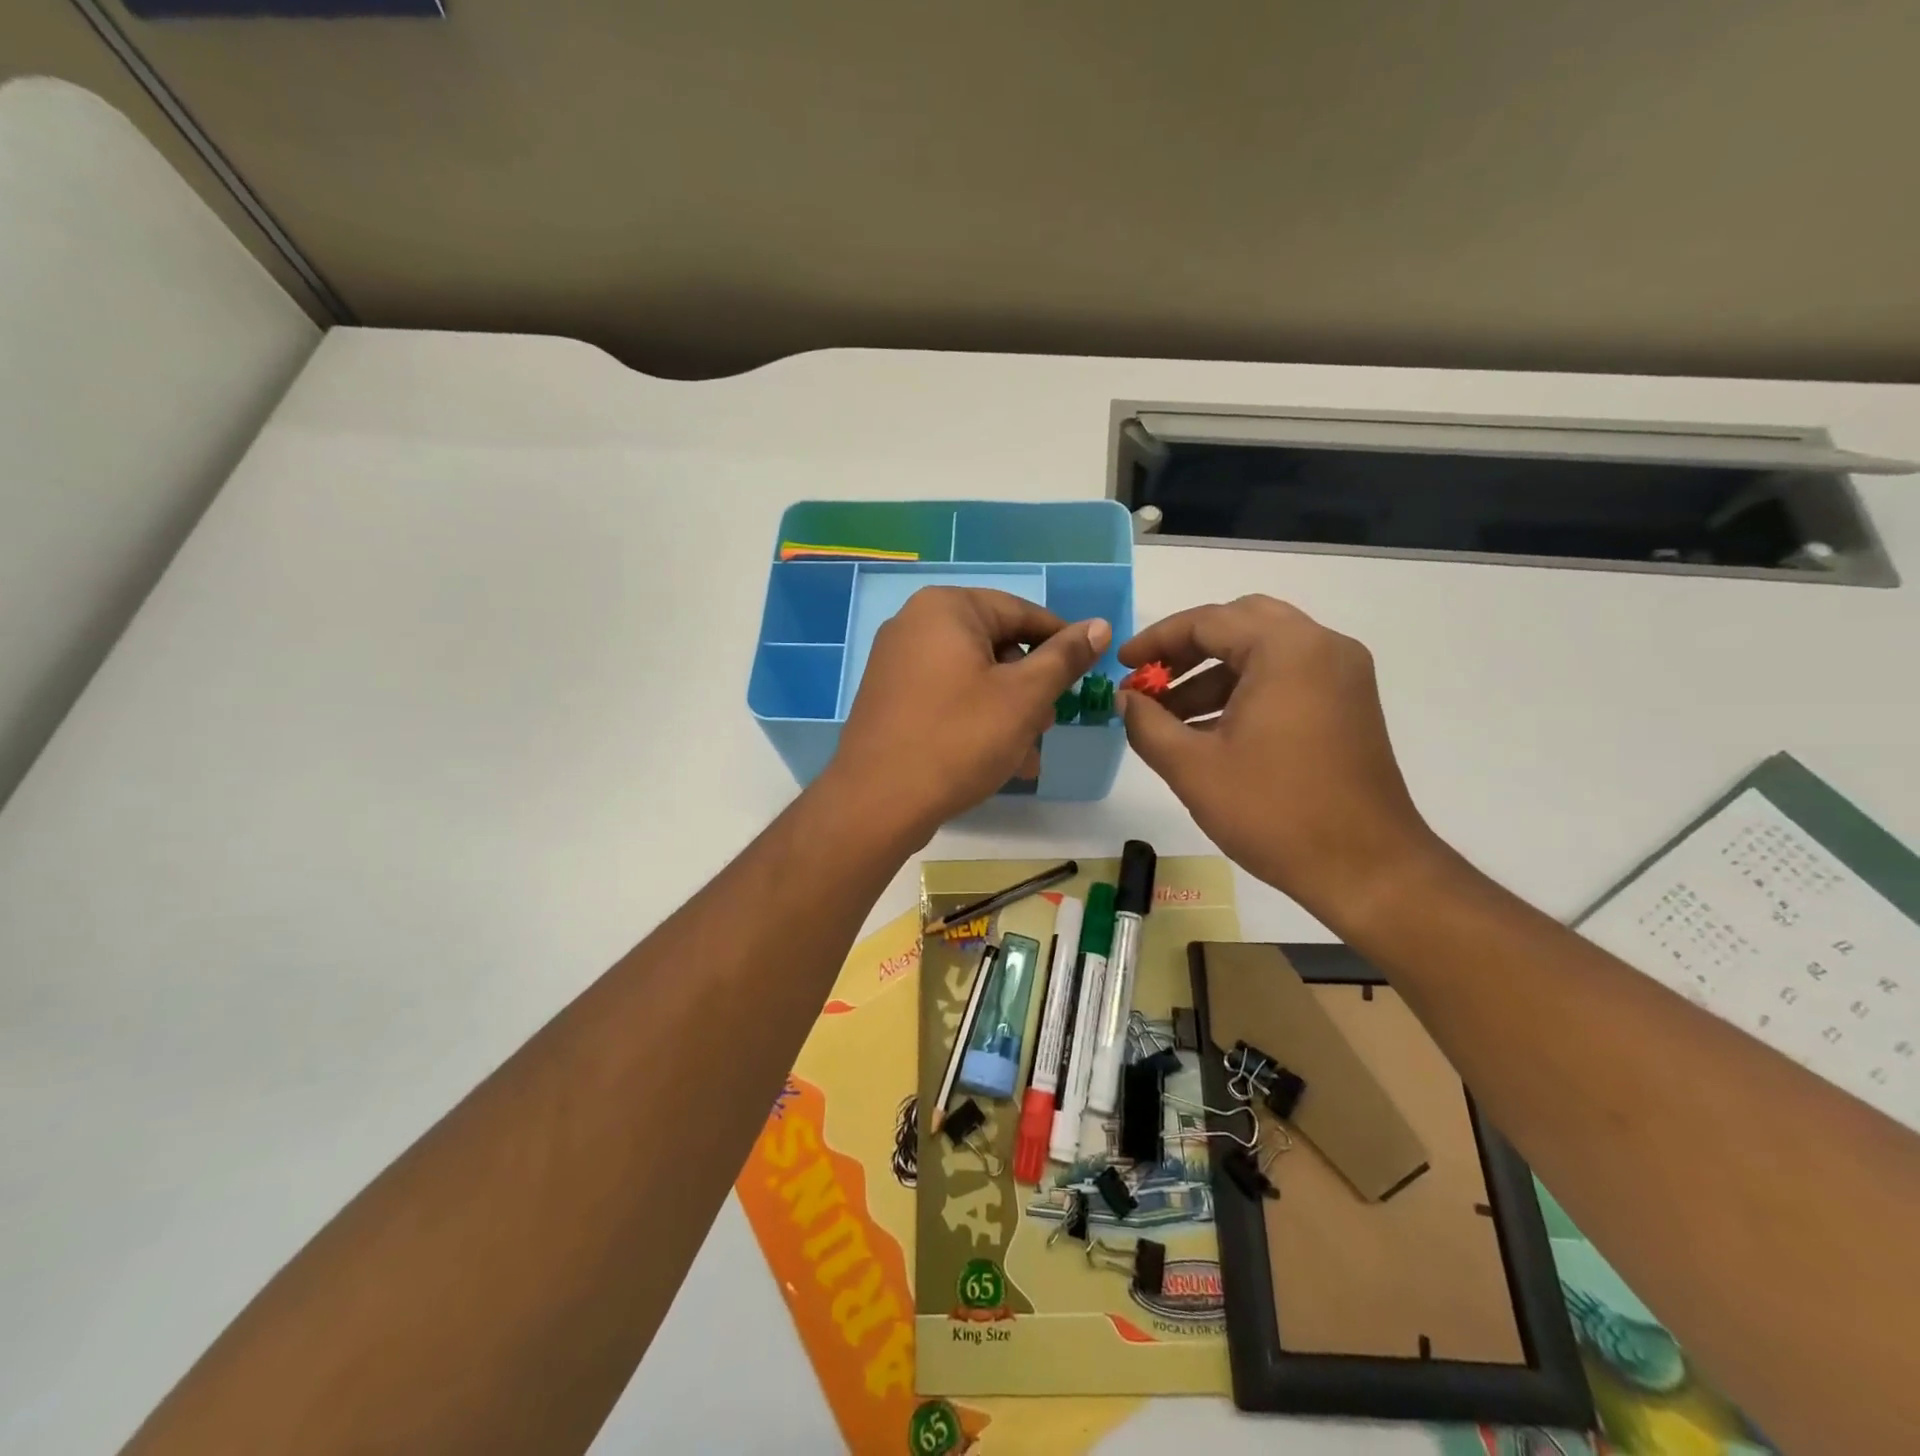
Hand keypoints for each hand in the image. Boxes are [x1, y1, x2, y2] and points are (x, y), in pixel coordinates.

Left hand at [826, 587, 1109, 836]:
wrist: (877, 802)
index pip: (1021, 613)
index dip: (1060, 644)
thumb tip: (1098, 626)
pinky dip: (974, 720)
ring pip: (973, 678)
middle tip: (1048, 726)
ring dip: (1007, 713)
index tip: (1085, 675)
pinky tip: (996, 761)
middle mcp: (915, 624)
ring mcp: (896, 662)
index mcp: (947, 608)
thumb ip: (1064, 658)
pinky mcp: (889, 698)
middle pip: (995, 646)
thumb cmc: (959, 739)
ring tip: (1026, 755)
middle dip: (1029, 689)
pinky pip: (946, 698)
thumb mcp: (1025, 697)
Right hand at [1117, 595, 1442, 928]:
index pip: (1208, 621)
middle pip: (1240, 624)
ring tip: (1169, 716)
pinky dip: (1245, 690)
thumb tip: (1126, 700)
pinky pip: (1287, 676)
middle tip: (1150, 680)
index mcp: (1286, 649)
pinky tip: (1211, 731)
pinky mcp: (1349, 704)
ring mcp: (1342, 675)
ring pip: (1264, 651)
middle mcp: (1322, 646)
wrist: (1367, 868)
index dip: (1156, 640)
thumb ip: (1147, 724)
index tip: (1121, 665)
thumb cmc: (1274, 812)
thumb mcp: (1193, 768)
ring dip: (1213, 674)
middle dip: (1187, 650)